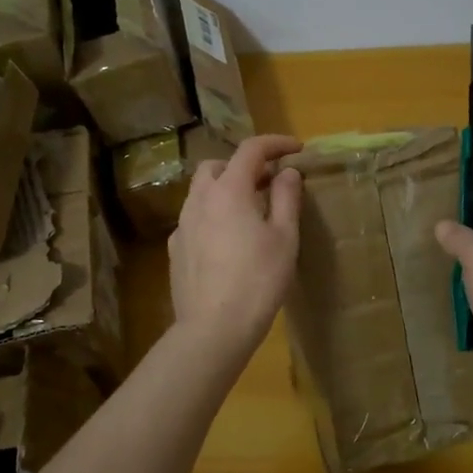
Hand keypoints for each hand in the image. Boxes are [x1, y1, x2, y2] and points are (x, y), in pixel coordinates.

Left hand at [170, 134, 303, 360]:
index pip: (251, 149)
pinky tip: (227, 240)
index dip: (276, 143)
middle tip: (269, 183)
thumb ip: (286, 198)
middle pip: (217, 165)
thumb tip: (287, 171)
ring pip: (201, 191)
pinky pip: (194, 218)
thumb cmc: (258, 280)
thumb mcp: (285, 237)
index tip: (297, 149)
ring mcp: (182, 225)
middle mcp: (200, 199)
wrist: (213, 328)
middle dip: (243, 166)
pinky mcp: (175, 249)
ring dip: (225, 189)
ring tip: (249, 210)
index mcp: (229, 190)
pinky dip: (212, 215)